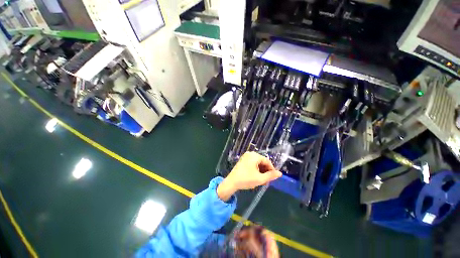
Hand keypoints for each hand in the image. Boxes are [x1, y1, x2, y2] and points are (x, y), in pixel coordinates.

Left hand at [217, 152, 281, 200]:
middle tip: (267, 180)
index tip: (273, 177)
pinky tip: (256, 176)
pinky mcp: (243, 160)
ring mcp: (246, 156)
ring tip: (262, 179)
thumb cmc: (246, 179)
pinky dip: (256, 169)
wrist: (231, 182)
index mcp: (254, 156)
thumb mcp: (260, 179)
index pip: (267, 161)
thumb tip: (280, 173)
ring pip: (257, 163)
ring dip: (261, 170)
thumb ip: (271, 176)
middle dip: (266, 170)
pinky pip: (252, 163)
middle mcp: (250, 154)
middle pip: (262, 161)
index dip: (272, 169)